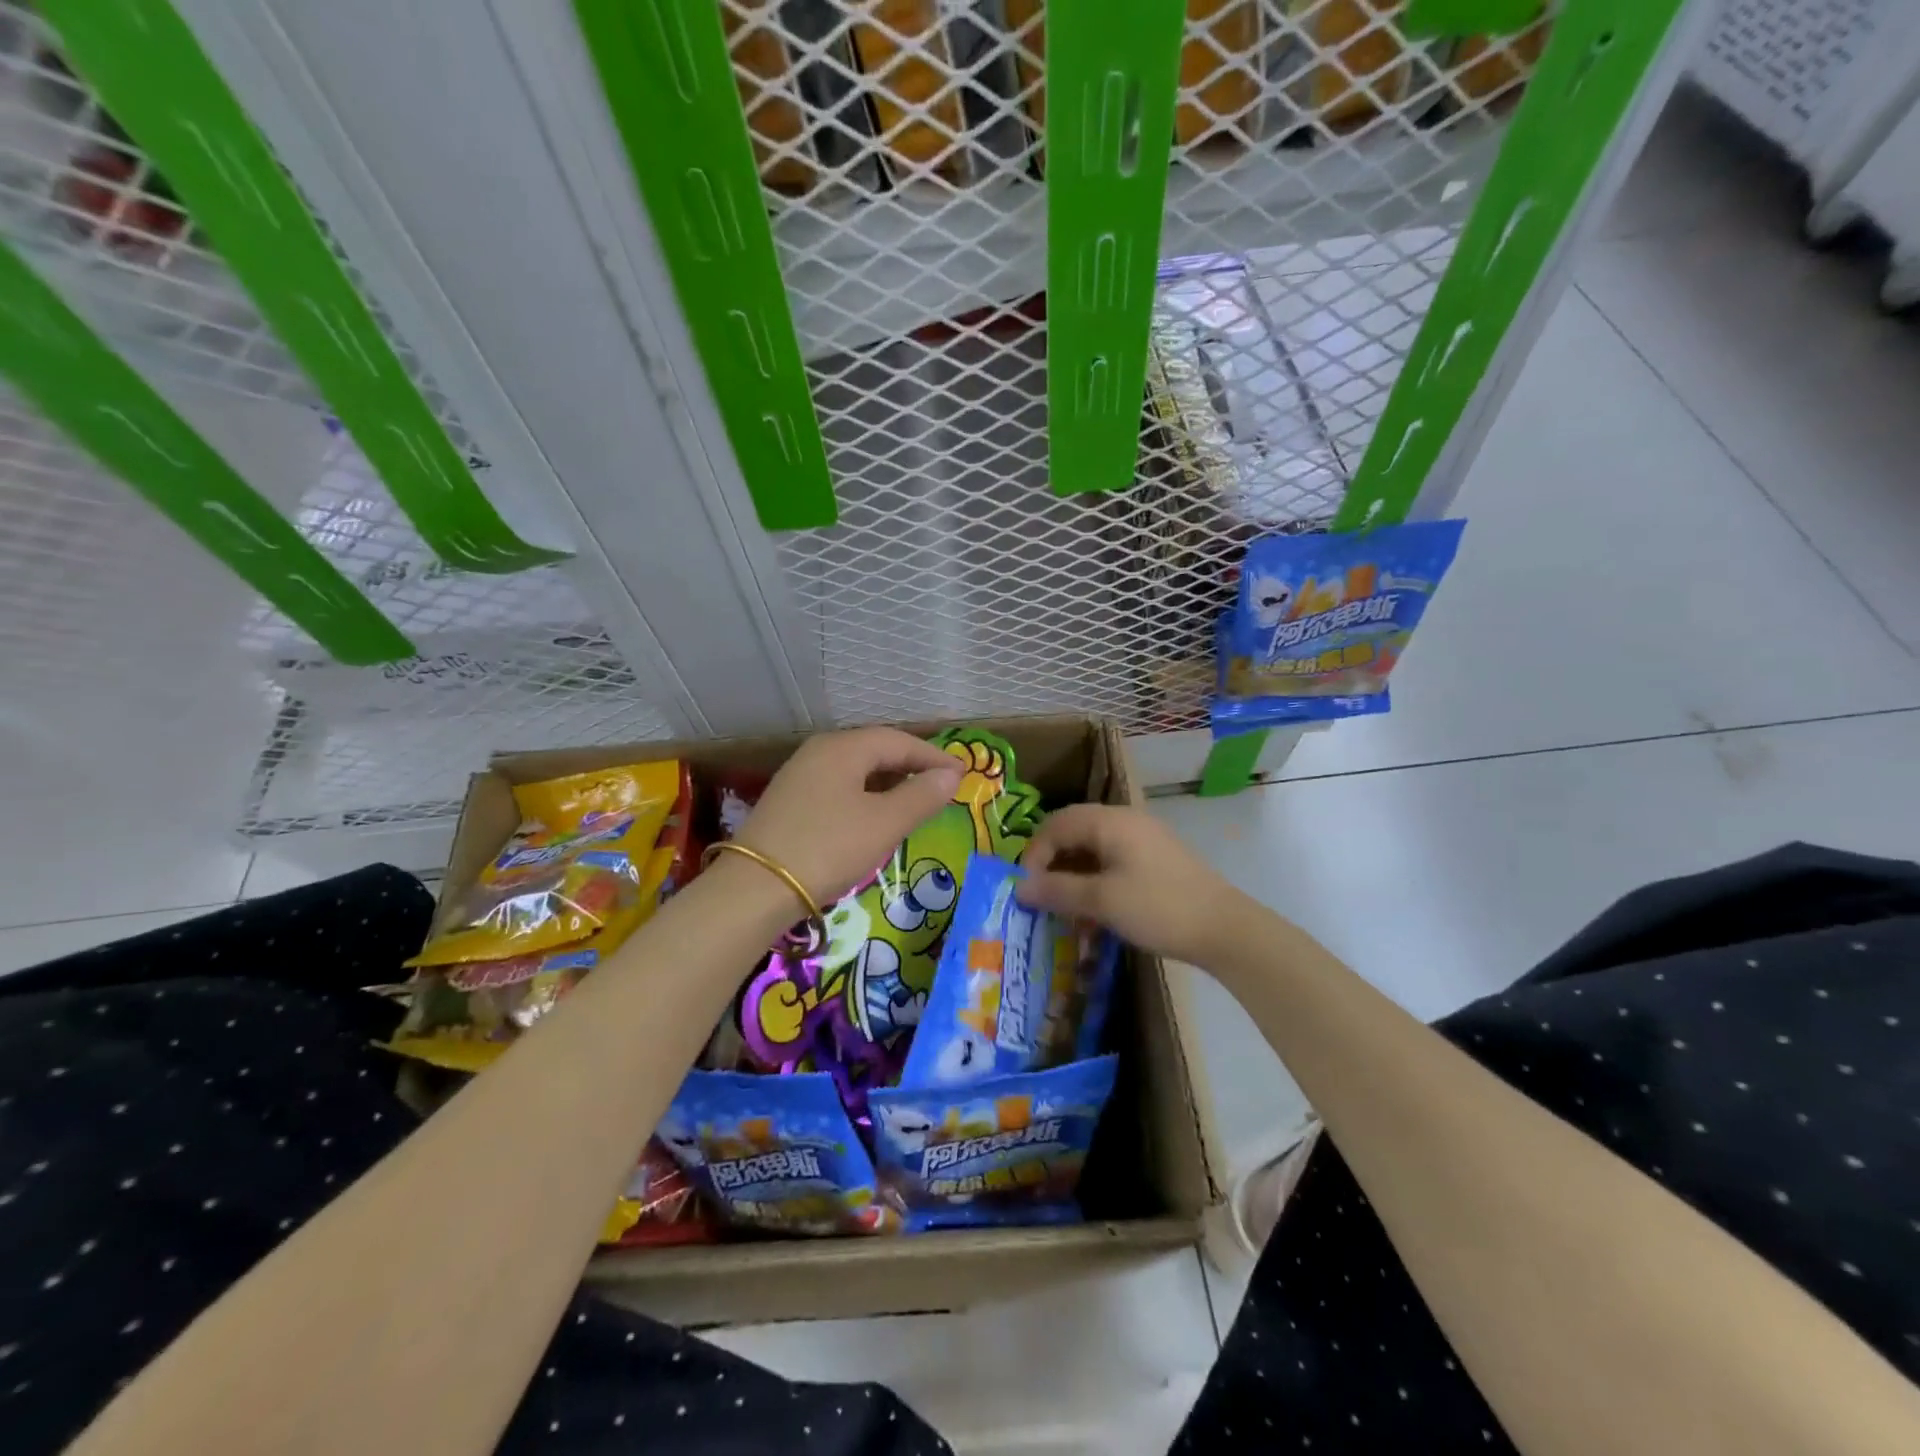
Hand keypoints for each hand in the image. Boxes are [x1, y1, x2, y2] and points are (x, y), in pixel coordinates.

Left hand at [736, 728, 962, 906]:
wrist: (755, 888)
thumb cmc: (828, 848)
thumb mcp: (883, 824)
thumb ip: (920, 796)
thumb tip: (950, 776)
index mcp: (843, 748)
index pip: (898, 740)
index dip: (933, 756)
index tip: (962, 774)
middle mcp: (819, 752)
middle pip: (875, 750)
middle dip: (911, 766)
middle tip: (942, 786)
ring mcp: (800, 775)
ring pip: (856, 769)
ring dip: (889, 781)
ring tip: (914, 801)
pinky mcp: (790, 801)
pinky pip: (839, 786)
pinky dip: (865, 795)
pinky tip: (874, 815)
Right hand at [1016, 804, 1246, 965]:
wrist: (1225, 929)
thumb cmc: (1158, 908)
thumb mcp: (1102, 901)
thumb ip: (1057, 891)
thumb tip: (1020, 887)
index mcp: (1110, 821)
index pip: (1055, 824)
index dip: (1034, 855)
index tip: (1027, 891)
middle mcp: (1125, 821)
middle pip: (1073, 832)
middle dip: (1051, 864)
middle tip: (1041, 898)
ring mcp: (1142, 839)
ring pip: (1092, 849)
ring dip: (1072, 876)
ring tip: (1065, 910)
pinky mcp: (1154, 859)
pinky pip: (1112, 861)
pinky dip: (1095, 881)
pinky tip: (1094, 912)